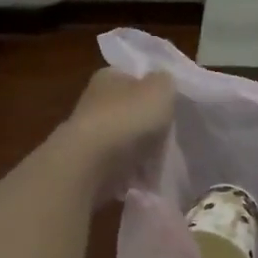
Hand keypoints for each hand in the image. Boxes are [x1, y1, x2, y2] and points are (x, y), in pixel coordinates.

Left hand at [57, 67, 174, 195]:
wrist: (90, 165)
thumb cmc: (127, 117)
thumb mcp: (160, 88)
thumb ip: (165, 82)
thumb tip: (161, 84)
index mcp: (108, 77)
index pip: (131, 78)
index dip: (151, 90)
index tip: (169, 106)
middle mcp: (94, 102)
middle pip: (129, 112)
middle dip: (148, 126)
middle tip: (169, 137)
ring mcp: (89, 136)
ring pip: (124, 142)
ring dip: (141, 152)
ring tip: (160, 162)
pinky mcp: (88, 166)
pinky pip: (118, 169)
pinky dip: (131, 174)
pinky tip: (145, 180)